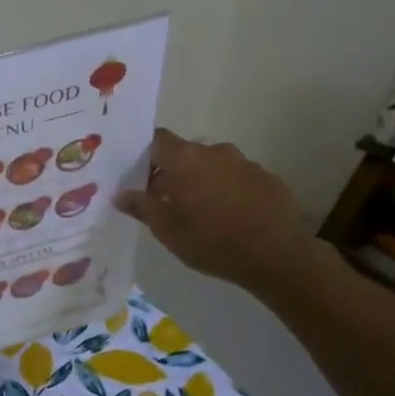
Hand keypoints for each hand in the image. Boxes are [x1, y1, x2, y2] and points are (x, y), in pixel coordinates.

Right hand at [114, 128, 315, 295]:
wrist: (274, 255)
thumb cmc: (209, 240)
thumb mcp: (165, 229)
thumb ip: (140, 206)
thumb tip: (120, 194)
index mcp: (185, 159)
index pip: (157, 139)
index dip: (145, 155)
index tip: (139, 176)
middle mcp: (215, 151)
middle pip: (186, 154)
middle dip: (174, 173)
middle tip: (167, 202)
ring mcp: (246, 163)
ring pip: (214, 166)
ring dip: (203, 182)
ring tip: (201, 213)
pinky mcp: (269, 179)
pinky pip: (239, 179)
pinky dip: (229, 192)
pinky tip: (230, 218)